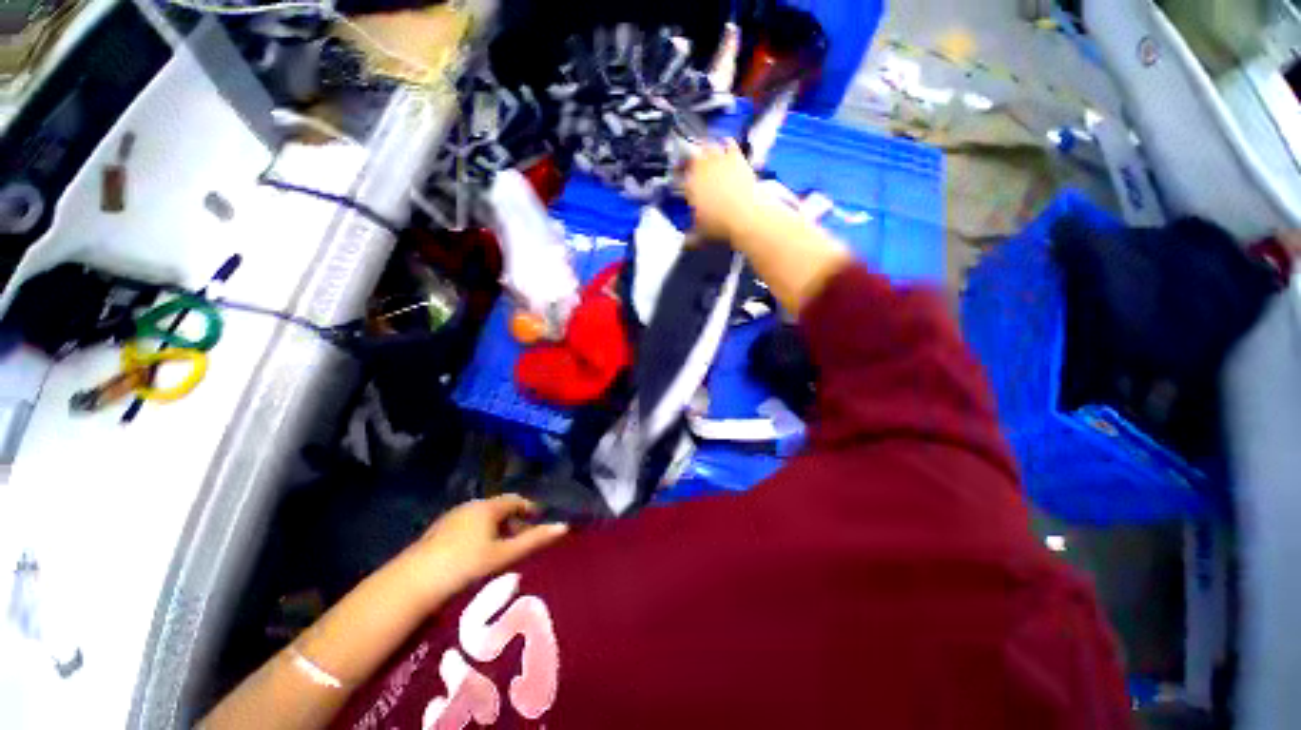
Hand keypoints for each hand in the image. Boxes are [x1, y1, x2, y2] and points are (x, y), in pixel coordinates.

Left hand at [400, 495, 568, 605]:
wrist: (413, 582)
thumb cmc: (465, 564)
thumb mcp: (504, 554)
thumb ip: (534, 540)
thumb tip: (564, 526)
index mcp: (488, 507)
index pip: (516, 500)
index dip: (529, 508)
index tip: (539, 520)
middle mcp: (470, 506)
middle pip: (498, 508)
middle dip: (513, 521)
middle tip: (522, 540)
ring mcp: (451, 518)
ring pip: (481, 519)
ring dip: (495, 530)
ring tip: (502, 551)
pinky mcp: (437, 532)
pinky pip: (466, 527)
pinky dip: (479, 536)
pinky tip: (476, 556)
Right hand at [683, 140, 760, 239]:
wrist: (747, 217)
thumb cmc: (722, 225)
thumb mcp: (701, 234)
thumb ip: (691, 236)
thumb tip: (686, 243)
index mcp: (689, 186)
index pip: (679, 178)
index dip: (679, 179)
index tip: (682, 183)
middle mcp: (701, 169)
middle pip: (691, 157)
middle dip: (691, 160)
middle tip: (692, 166)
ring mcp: (719, 160)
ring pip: (708, 146)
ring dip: (706, 150)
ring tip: (707, 155)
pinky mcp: (737, 157)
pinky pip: (729, 143)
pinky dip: (726, 144)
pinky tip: (727, 146)